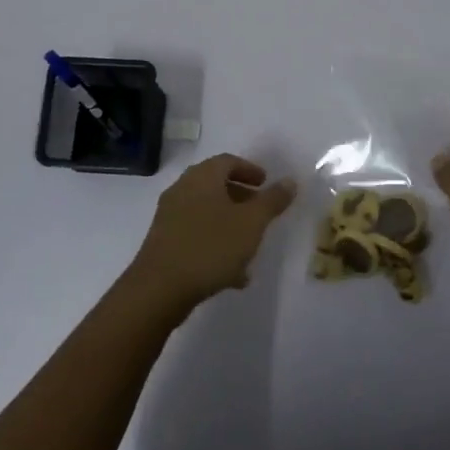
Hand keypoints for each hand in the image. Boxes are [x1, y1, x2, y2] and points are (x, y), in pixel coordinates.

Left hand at [126, 154, 295, 315]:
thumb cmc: (210, 246)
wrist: (159, 288)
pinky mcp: (163, 243)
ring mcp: (169, 217)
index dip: (250, 170)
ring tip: (250, 247)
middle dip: (241, 197)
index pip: (228, 161)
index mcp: (202, 177)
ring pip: (206, 212)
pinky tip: (232, 273)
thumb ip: (272, 200)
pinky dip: (215, 244)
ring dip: (229, 224)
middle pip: (215, 185)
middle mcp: (182, 190)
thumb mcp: (251, 223)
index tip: (266, 184)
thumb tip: (290, 181)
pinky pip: (195, 235)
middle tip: (260, 212)